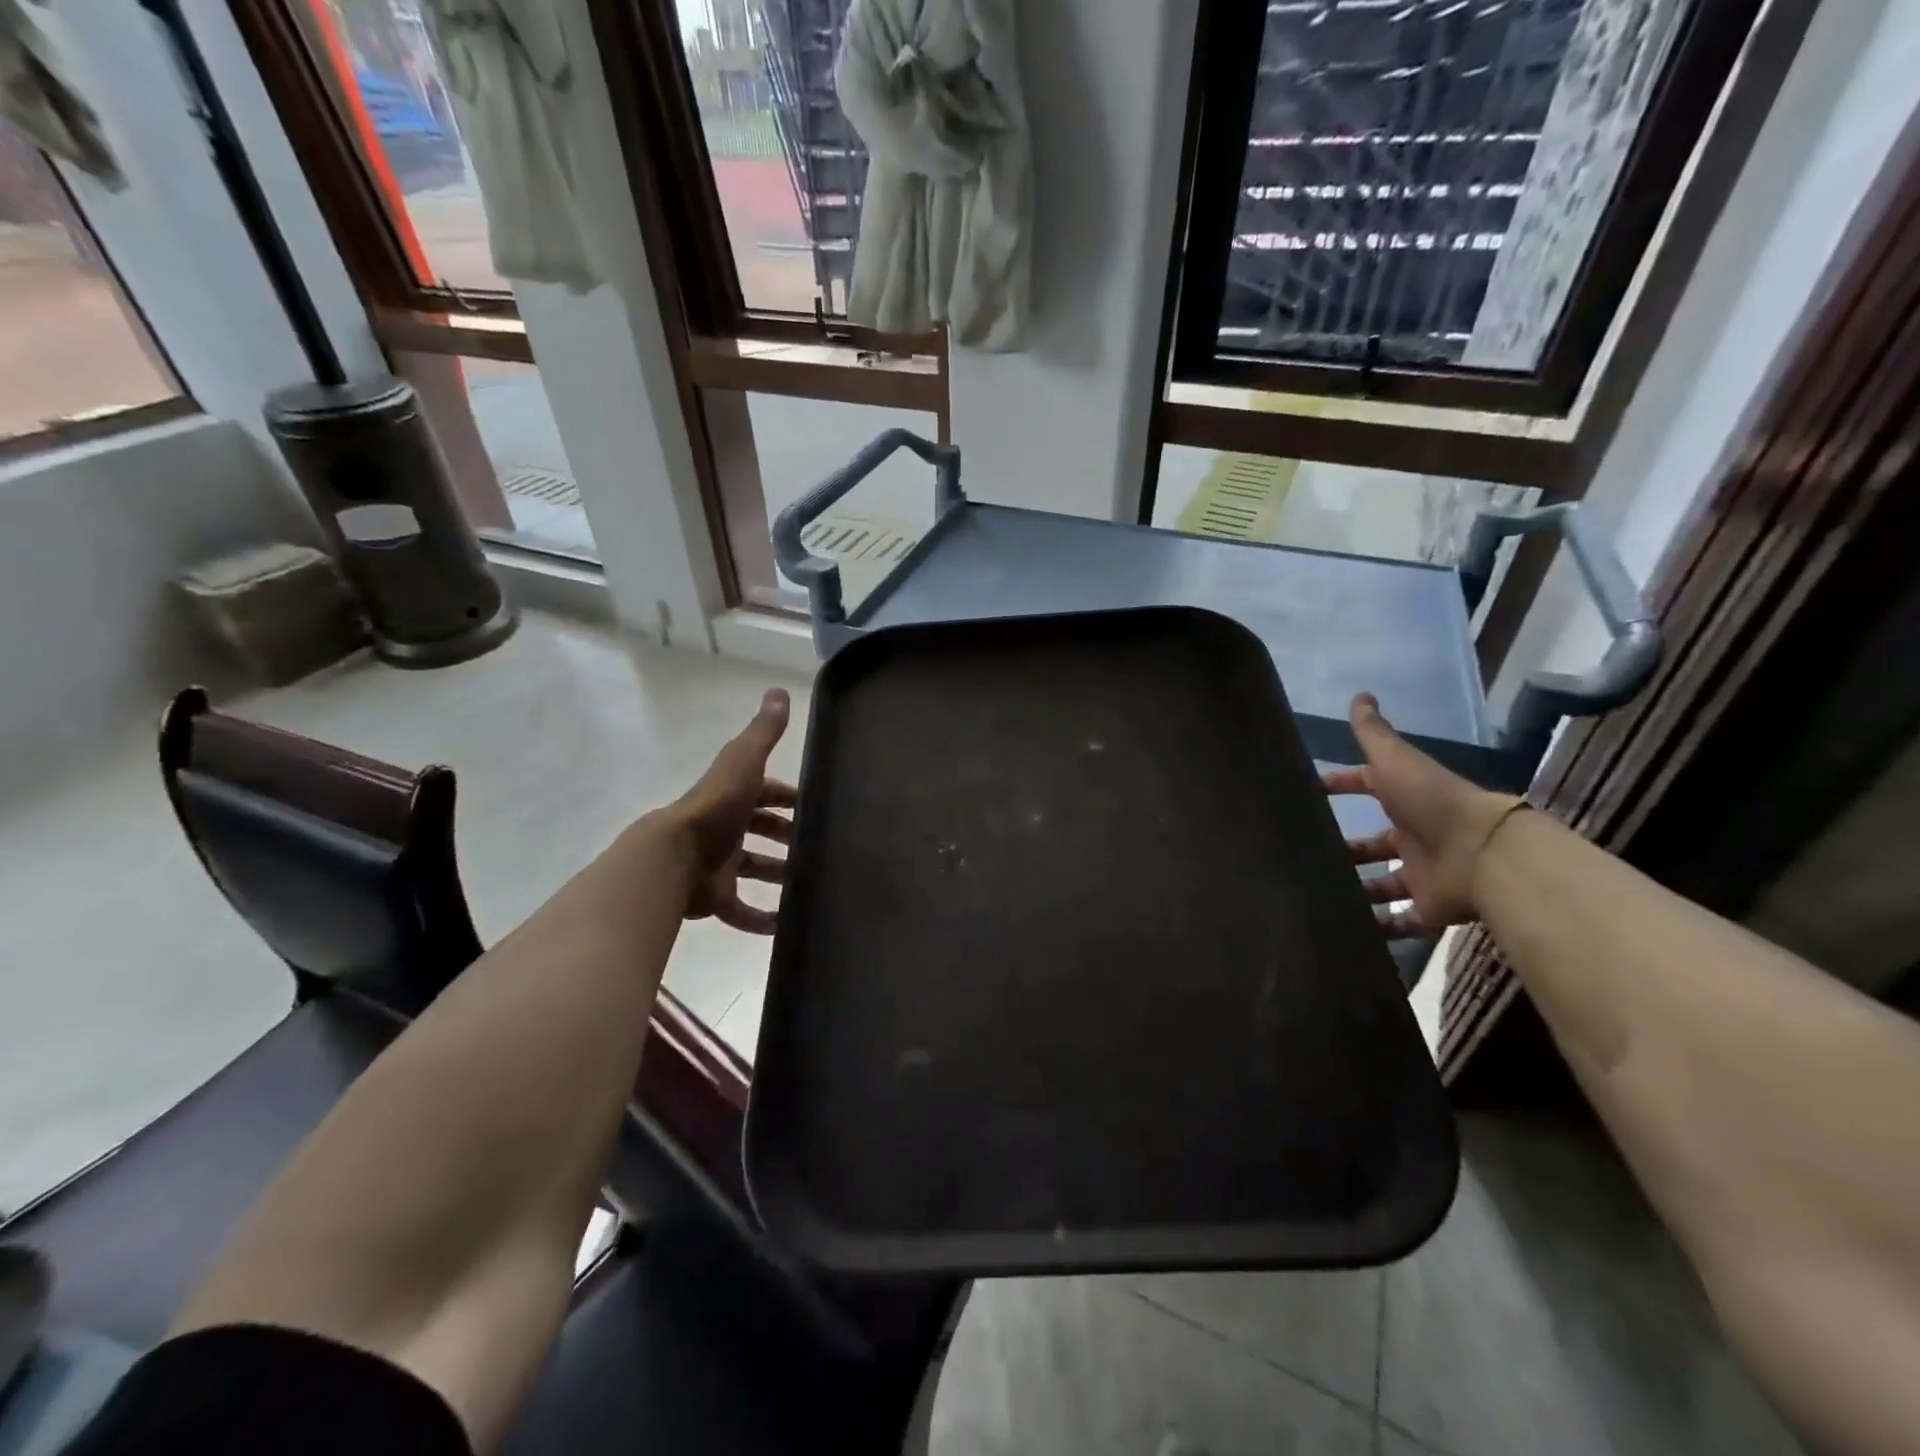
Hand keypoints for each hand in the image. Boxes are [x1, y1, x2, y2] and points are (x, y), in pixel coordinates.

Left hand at [664, 689, 796, 934]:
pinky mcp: (714, 898)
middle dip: (788, 837)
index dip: (790, 798)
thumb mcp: (744, 761)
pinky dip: (760, 919)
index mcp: (734, 796)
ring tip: (809, 885)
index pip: (768, 793)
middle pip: (762, 831)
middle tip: (819, 848)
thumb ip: (764, 731)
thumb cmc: (716, 807)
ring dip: (778, 875)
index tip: (818, 809)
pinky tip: (784, 925)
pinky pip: (740, 911)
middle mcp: (726, 828)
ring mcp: (719, 865)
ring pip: (754, 869)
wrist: (674, 857)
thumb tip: (780, 692)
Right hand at [1320, 693, 1525, 936]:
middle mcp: (1413, 836)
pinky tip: (1349, 930)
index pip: (1366, 787)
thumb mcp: (1396, 761)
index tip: (1309, 791)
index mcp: (1404, 799)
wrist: (1484, 854)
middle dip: (1344, 848)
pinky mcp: (1429, 908)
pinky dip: (1380, 927)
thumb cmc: (1432, 802)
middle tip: (1304, 854)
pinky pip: (1401, 921)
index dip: (1340, 785)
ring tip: (1318, 894)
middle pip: (1373, 843)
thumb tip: (1360, 695)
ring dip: (1356, 889)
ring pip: (1382, 883)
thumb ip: (1374, 733)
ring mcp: (1421, 874)